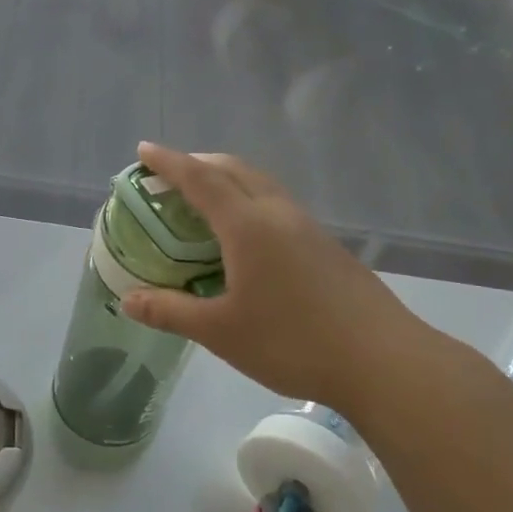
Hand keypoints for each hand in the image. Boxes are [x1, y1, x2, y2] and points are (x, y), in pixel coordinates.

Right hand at [121, 143, 443, 414]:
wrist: (384, 362)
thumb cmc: (293, 342)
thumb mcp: (220, 332)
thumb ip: (170, 311)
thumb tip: (128, 300)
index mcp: (248, 226)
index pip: (200, 179)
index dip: (168, 163)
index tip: (143, 150)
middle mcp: (279, 214)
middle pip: (235, 170)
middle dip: (199, 163)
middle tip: (170, 174)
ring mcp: (309, 228)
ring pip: (261, 185)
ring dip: (228, 179)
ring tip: (204, 199)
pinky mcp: (327, 247)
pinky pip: (278, 206)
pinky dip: (249, 201)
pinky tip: (247, 235)